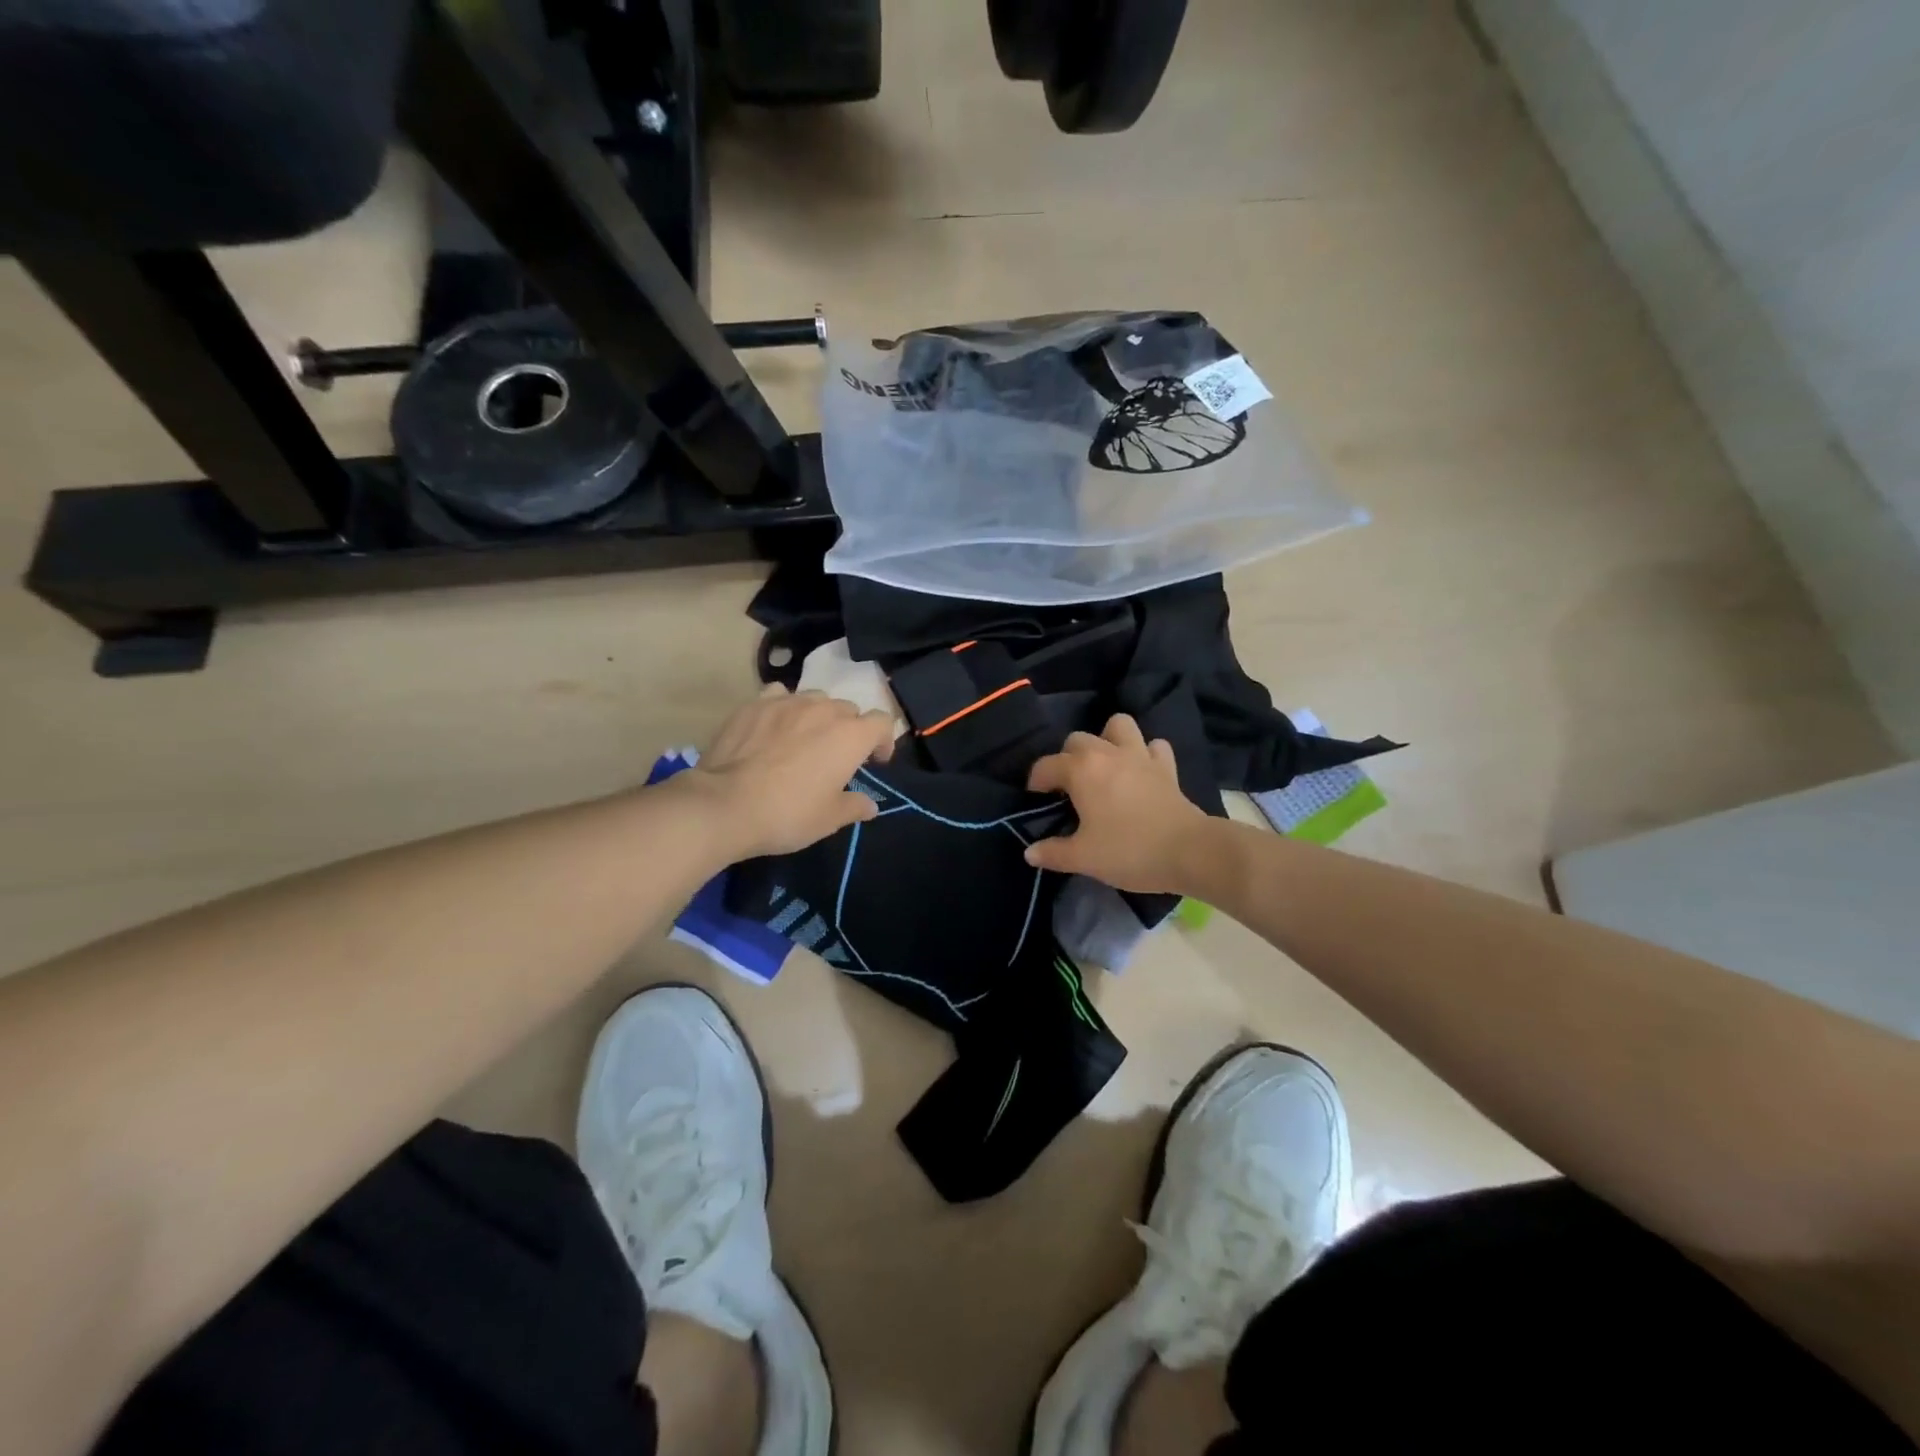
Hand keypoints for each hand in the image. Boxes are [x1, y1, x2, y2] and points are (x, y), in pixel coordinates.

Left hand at [678, 686, 896, 859]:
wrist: (725, 805)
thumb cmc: (788, 814)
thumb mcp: (829, 819)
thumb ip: (855, 806)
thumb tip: (870, 806)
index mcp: (851, 736)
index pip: (882, 722)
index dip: (883, 741)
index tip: (874, 762)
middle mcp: (824, 710)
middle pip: (848, 709)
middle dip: (848, 729)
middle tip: (835, 755)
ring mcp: (787, 702)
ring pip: (815, 698)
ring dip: (817, 715)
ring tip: (803, 737)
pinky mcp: (755, 704)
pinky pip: (778, 695)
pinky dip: (783, 707)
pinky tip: (773, 725)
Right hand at [1024, 714, 1209, 892]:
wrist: (1189, 852)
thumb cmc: (1129, 851)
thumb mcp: (1083, 858)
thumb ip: (1052, 853)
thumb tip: (1030, 852)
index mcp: (1081, 770)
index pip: (1046, 766)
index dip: (1035, 783)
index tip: (1036, 802)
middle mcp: (1107, 753)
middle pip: (1077, 740)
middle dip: (1067, 759)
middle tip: (1069, 788)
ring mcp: (1140, 755)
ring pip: (1118, 725)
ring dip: (1107, 739)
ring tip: (1104, 765)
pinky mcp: (1166, 766)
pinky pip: (1153, 746)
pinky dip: (1145, 753)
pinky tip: (1140, 771)